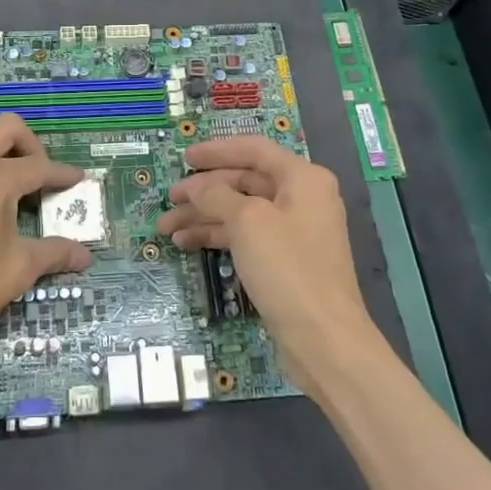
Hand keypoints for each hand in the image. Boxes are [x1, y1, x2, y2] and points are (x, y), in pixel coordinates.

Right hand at [157, 136, 375, 394]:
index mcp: (302, 178)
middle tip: (169, 200)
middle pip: (244, 181)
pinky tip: (186, 243)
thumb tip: (195, 187)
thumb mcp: (247, 222)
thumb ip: (216, 195)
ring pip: (240, 212)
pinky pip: (245, 237)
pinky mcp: (284, 261)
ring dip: (203, 216)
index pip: (253, 150)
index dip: (216, 151)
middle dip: (203, 191)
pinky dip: (217, 236)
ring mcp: (293, 232)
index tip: (184, 157)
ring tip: (166, 229)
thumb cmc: (288, 268)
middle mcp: (301, 199)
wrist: (324, 340)